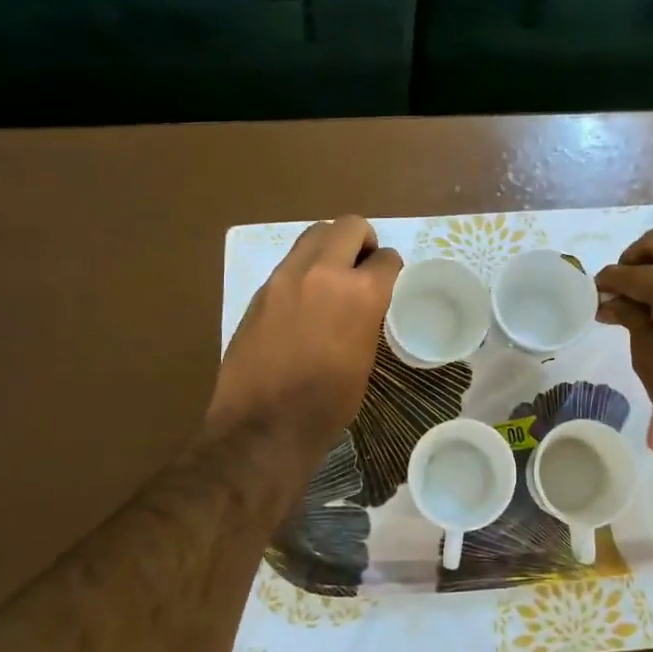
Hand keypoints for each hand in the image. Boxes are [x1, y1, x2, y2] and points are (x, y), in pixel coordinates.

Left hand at [207, 215, 401, 481]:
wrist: (263, 425)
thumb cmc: (327, 403)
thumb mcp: (365, 357)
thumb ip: (367, 315)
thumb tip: (364, 301)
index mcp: (360, 292)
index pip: (386, 257)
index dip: (391, 268)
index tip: (389, 280)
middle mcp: (323, 272)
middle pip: (349, 226)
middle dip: (363, 240)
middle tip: (363, 266)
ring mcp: (286, 277)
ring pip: (315, 234)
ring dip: (331, 246)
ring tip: (333, 278)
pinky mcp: (261, 290)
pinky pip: (291, 262)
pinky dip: (305, 269)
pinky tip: (305, 301)